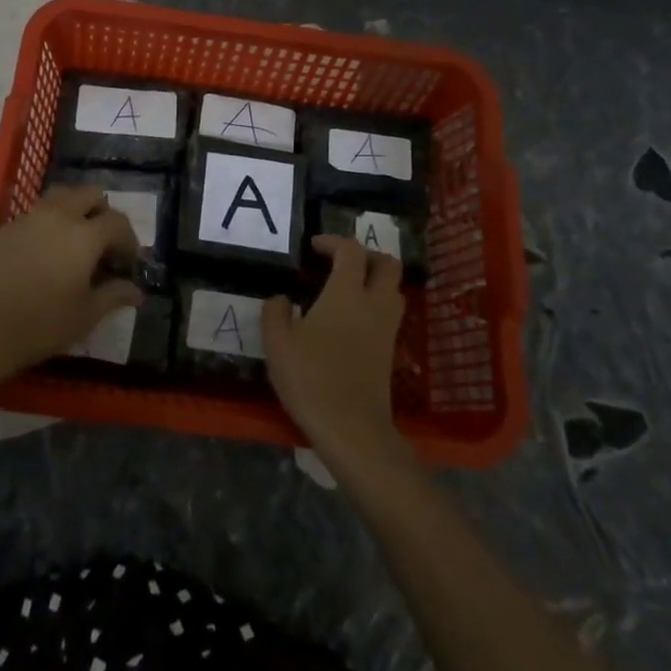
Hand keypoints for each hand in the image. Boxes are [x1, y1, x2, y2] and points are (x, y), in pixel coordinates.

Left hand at [0, 185, 142, 386]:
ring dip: (72, 211)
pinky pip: (31, 217)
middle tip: (102, 242)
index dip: (129, 240)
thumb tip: (136, 291)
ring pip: (58, 197)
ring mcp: (26, 219)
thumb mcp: (86, 315)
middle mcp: (57, 216)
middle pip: (88, 194)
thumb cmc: (42, 323)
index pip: (117, 222)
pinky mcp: (1, 230)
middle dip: (101, 212)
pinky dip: (43, 226)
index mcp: (84, 234)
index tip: (128, 262)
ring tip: (71, 240)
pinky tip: (39, 255)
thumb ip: (114, 295)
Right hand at [263, 236, 410, 471]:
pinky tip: (351, 320)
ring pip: (394, 290)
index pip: (351, 251)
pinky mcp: (390, 352)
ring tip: (348, 288)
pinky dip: (376, 305)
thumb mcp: (278, 344)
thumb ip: (275, 313)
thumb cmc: (311, 378)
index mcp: (346, 293)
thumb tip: (281, 298)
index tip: (314, 246)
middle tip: (341, 261)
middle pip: (388, 264)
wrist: (352, 429)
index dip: (334, 241)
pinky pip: (390, 315)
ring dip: (376, 280)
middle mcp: (373, 304)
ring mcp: (386, 329)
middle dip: (367, 255)